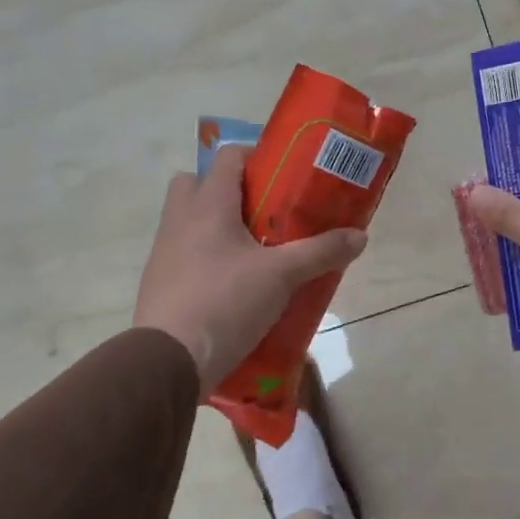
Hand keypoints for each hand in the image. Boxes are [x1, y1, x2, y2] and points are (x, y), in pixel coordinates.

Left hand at [134, 144, 366, 394]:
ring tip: (254, 249)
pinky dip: (206, 259)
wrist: (167, 362)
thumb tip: (360, 236)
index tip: (284, 174)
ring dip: (216, 226)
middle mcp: (179, 220)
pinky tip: (234, 284)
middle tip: (263, 210)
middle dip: (227, 190)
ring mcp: (164, 253)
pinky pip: (184, 255)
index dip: (256, 157)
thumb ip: (321, 252)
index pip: (227, 156)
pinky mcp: (159, 284)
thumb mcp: (282, 276)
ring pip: (188, 220)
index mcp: (207, 204)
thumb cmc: (225, 301)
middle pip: (196, 183)